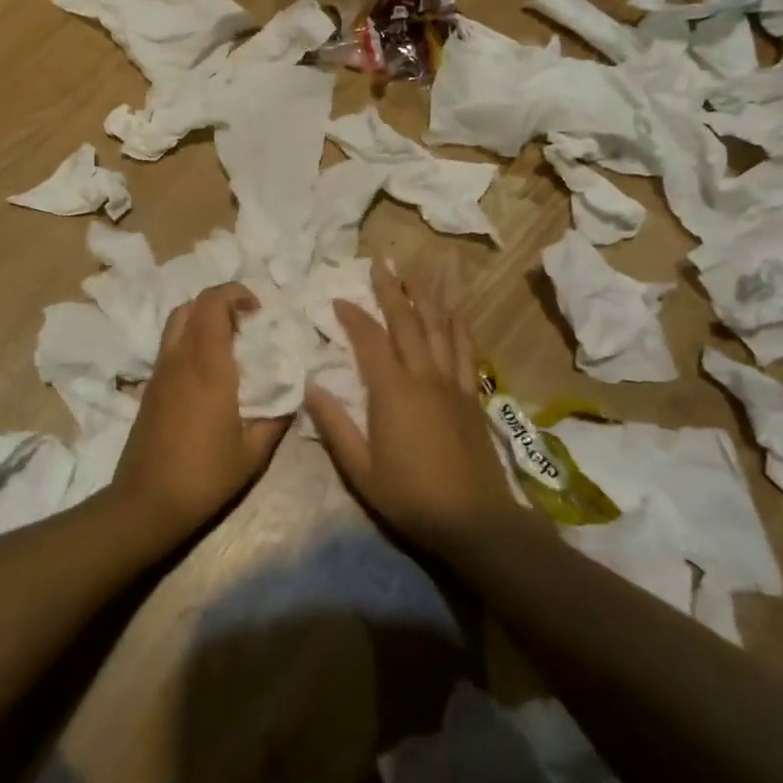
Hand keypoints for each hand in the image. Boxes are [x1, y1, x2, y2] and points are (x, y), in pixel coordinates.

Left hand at [109, 283, 289, 542]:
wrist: (146, 503)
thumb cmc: (205, 476)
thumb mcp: (254, 451)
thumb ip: (277, 415)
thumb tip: (294, 391)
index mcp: (207, 366)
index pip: (212, 304)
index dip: (235, 294)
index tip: (259, 311)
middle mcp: (179, 359)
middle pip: (192, 306)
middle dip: (220, 303)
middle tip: (247, 326)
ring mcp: (160, 372)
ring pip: (176, 323)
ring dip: (203, 320)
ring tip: (230, 346)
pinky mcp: (150, 387)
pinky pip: (170, 346)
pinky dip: (190, 340)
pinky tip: (210, 372)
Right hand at [303, 262, 527, 558]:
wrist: (473, 520)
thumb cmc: (409, 496)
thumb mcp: (360, 469)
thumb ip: (334, 425)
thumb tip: (310, 386)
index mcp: (392, 392)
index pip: (370, 340)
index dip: (353, 316)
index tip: (338, 297)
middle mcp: (423, 377)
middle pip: (407, 322)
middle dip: (391, 290)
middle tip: (380, 262)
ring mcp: (451, 383)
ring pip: (439, 328)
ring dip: (427, 296)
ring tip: (418, 270)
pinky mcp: (470, 395)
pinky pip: (465, 350)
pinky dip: (459, 326)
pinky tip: (456, 310)